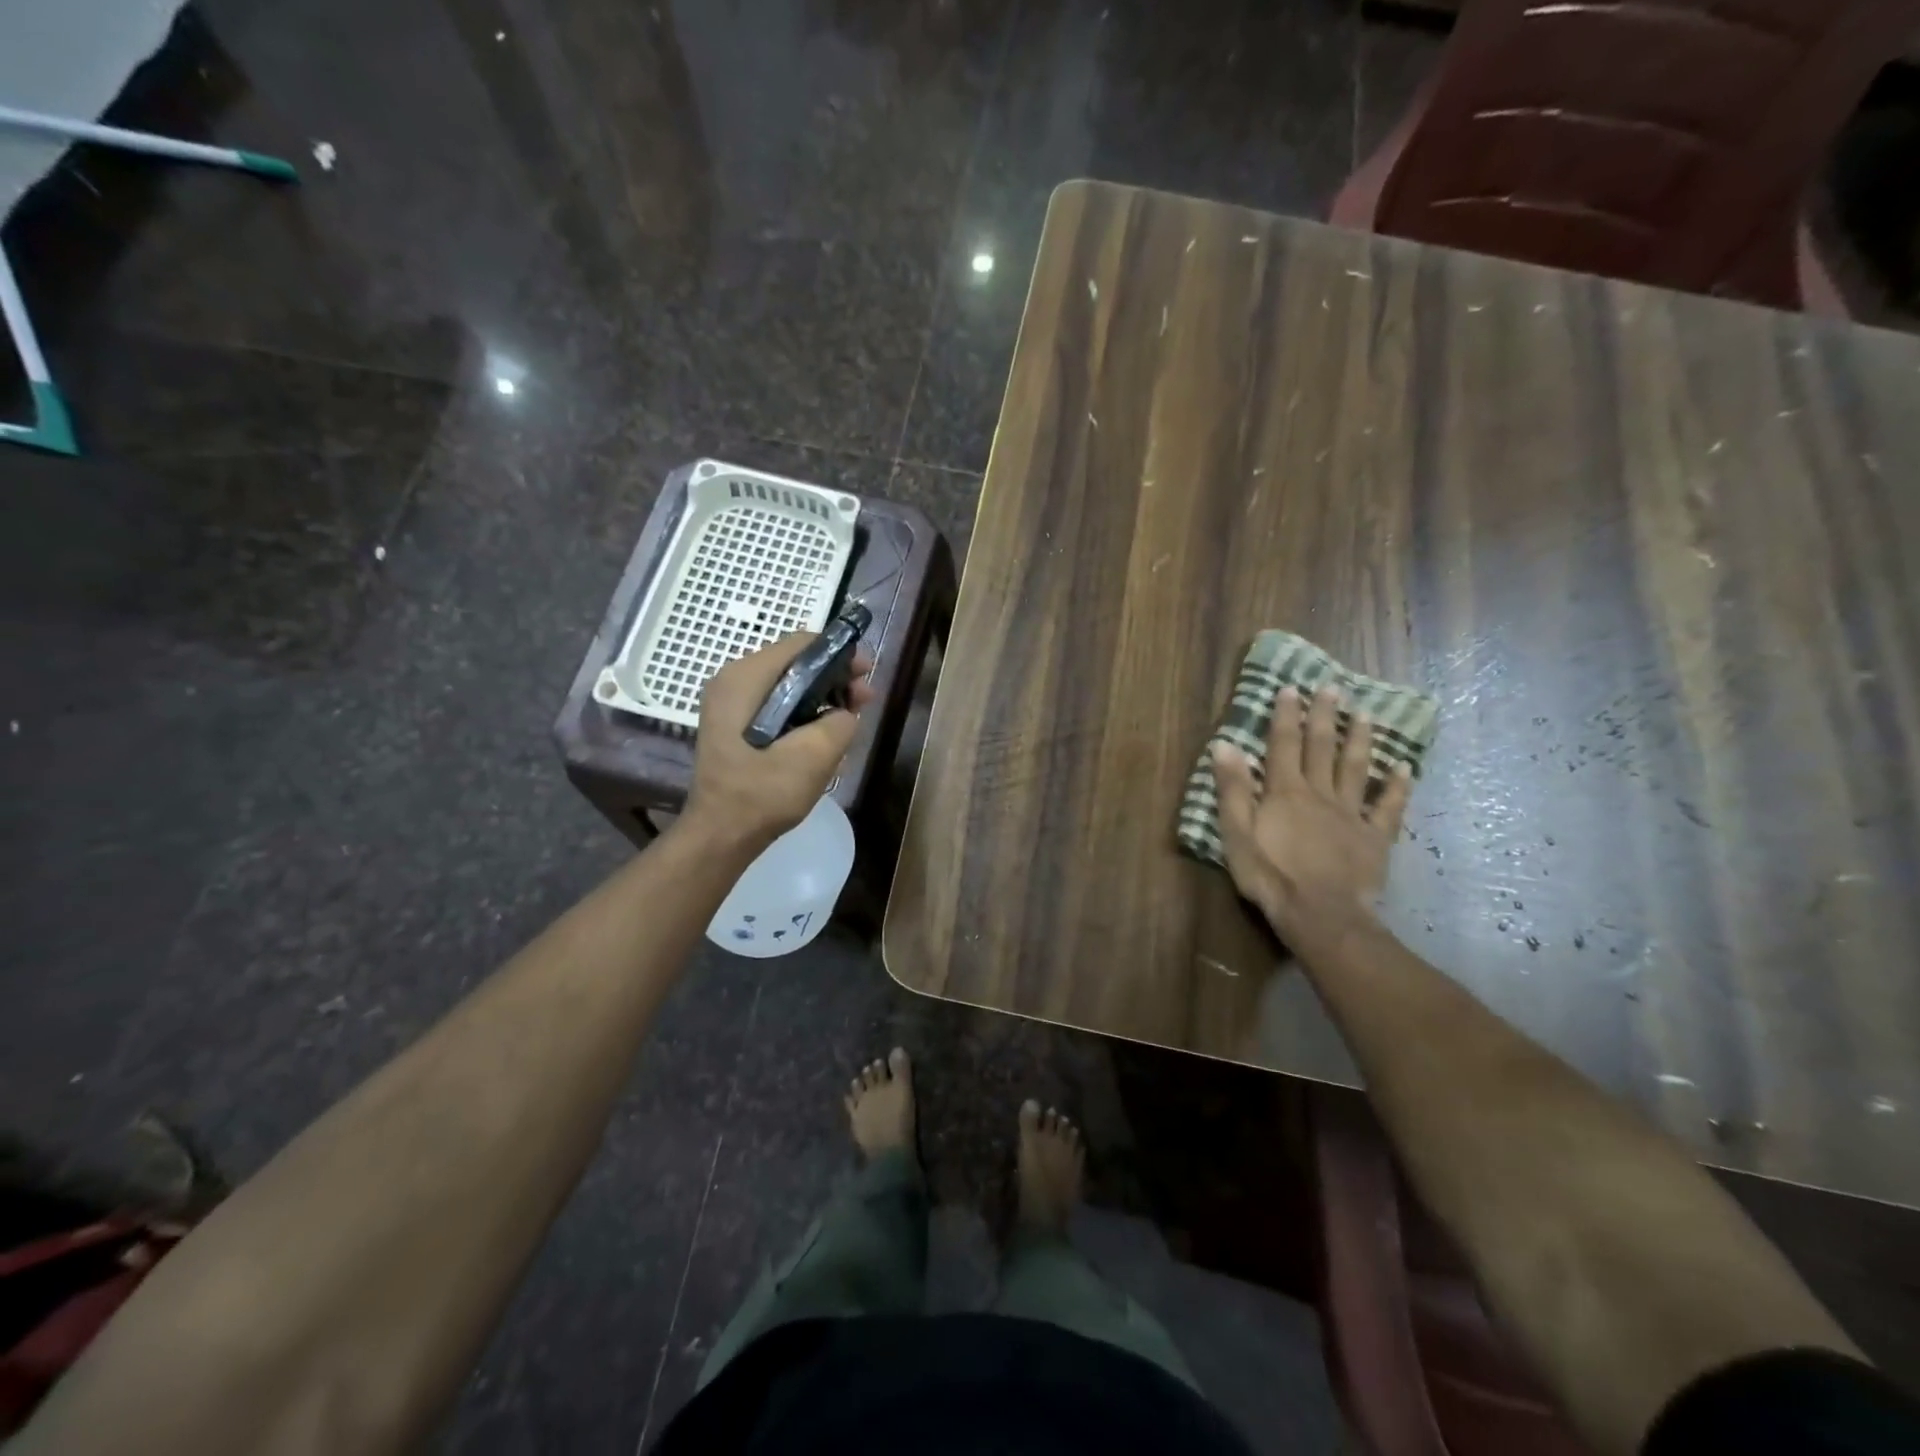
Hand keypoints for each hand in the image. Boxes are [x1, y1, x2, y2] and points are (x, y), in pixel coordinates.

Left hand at [686, 634, 875, 848]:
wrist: (720, 836)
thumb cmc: (762, 794)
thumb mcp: (813, 757)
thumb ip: (839, 722)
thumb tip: (844, 714)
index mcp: (744, 679)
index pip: (800, 643)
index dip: (839, 654)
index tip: (866, 675)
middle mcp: (733, 682)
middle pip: (794, 663)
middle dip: (834, 678)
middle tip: (864, 700)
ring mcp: (730, 705)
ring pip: (787, 686)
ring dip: (822, 699)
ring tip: (850, 721)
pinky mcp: (735, 726)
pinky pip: (776, 706)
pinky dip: (803, 714)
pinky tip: (824, 738)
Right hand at [1210, 684, 1412, 941]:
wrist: (1320, 913)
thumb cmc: (1270, 874)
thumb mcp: (1237, 832)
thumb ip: (1232, 789)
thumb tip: (1225, 745)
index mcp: (1284, 791)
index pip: (1282, 744)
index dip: (1285, 715)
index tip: (1291, 688)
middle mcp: (1319, 793)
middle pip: (1322, 747)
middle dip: (1324, 716)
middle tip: (1331, 688)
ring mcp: (1351, 813)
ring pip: (1356, 768)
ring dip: (1360, 739)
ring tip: (1365, 714)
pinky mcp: (1374, 837)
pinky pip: (1388, 807)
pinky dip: (1397, 786)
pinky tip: (1404, 768)